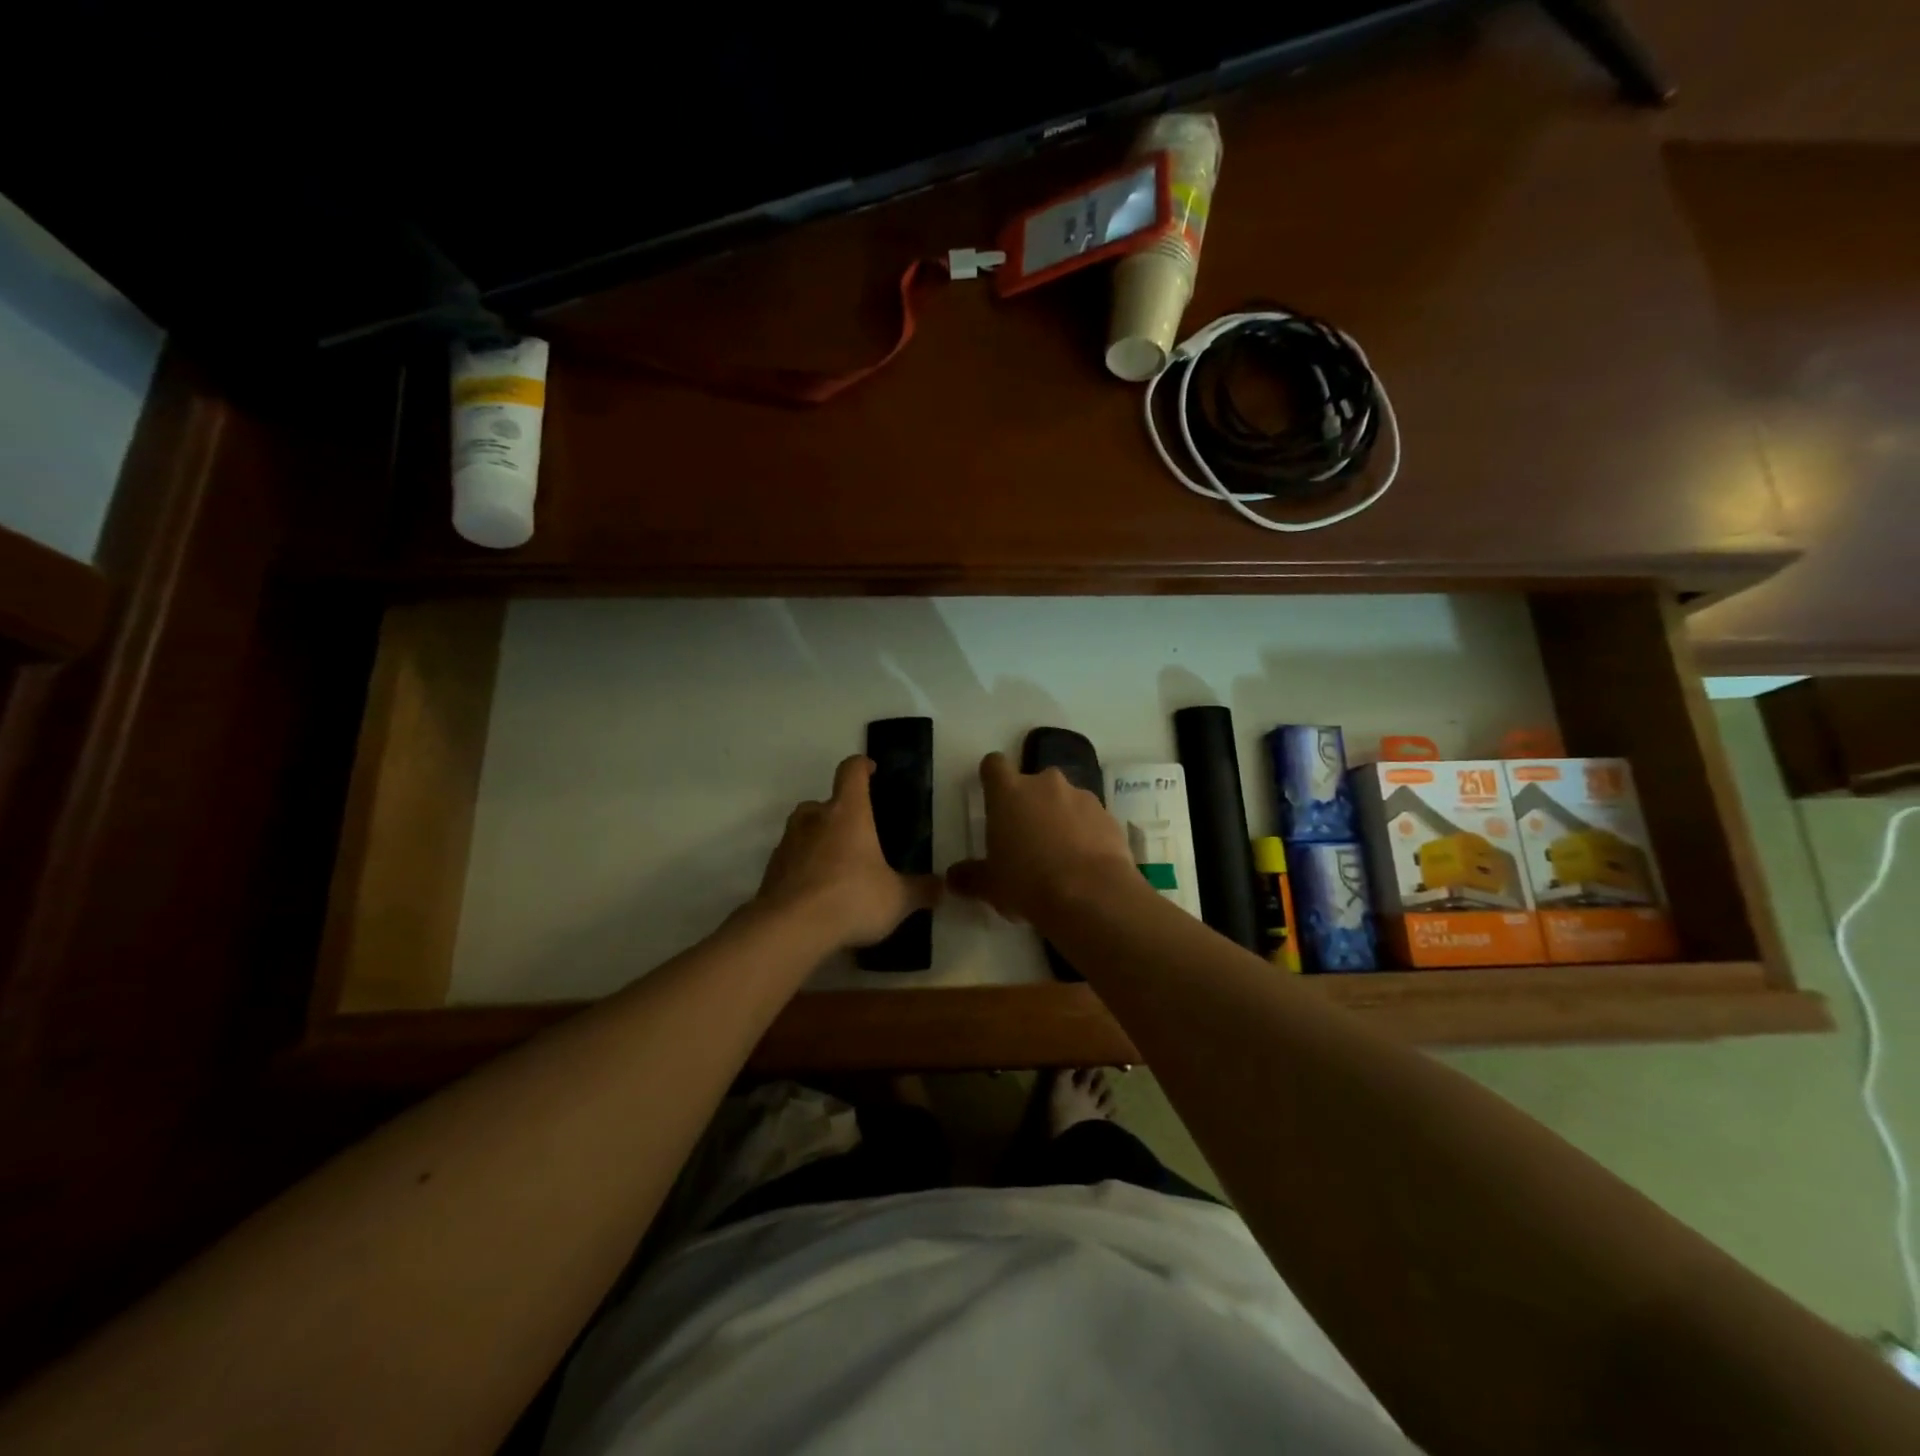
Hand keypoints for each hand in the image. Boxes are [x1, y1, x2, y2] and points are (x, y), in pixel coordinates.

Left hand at [755, 755, 941, 951]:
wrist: (790, 929)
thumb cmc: (851, 898)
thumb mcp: (897, 899)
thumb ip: (921, 890)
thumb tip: (942, 887)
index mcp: (847, 812)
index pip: (851, 772)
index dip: (862, 766)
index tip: (871, 770)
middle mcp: (814, 819)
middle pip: (823, 802)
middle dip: (838, 813)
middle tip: (858, 835)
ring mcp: (787, 844)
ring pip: (803, 830)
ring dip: (818, 840)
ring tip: (838, 866)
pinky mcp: (771, 871)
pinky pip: (791, 860)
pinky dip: (803, 868)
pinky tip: (817, 893)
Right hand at [946, 752, 1138, 925]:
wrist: (1091, 896)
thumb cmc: (1028, 884)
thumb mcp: (990, 886)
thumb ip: (970, 877)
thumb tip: (952, 877)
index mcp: (1009, 793)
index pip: (994, 765)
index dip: (992, 778)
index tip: (993, 797)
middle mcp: (1045, 784)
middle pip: (1033, 783)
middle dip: (1030, 804)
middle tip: (1027, 838)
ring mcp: (1082, 797)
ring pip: (1065, 800)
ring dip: (1060, 818)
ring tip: (1060, 856)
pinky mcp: (1109, 816)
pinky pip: (1091, 820)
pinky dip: (1086, 834)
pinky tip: (1085, 865)